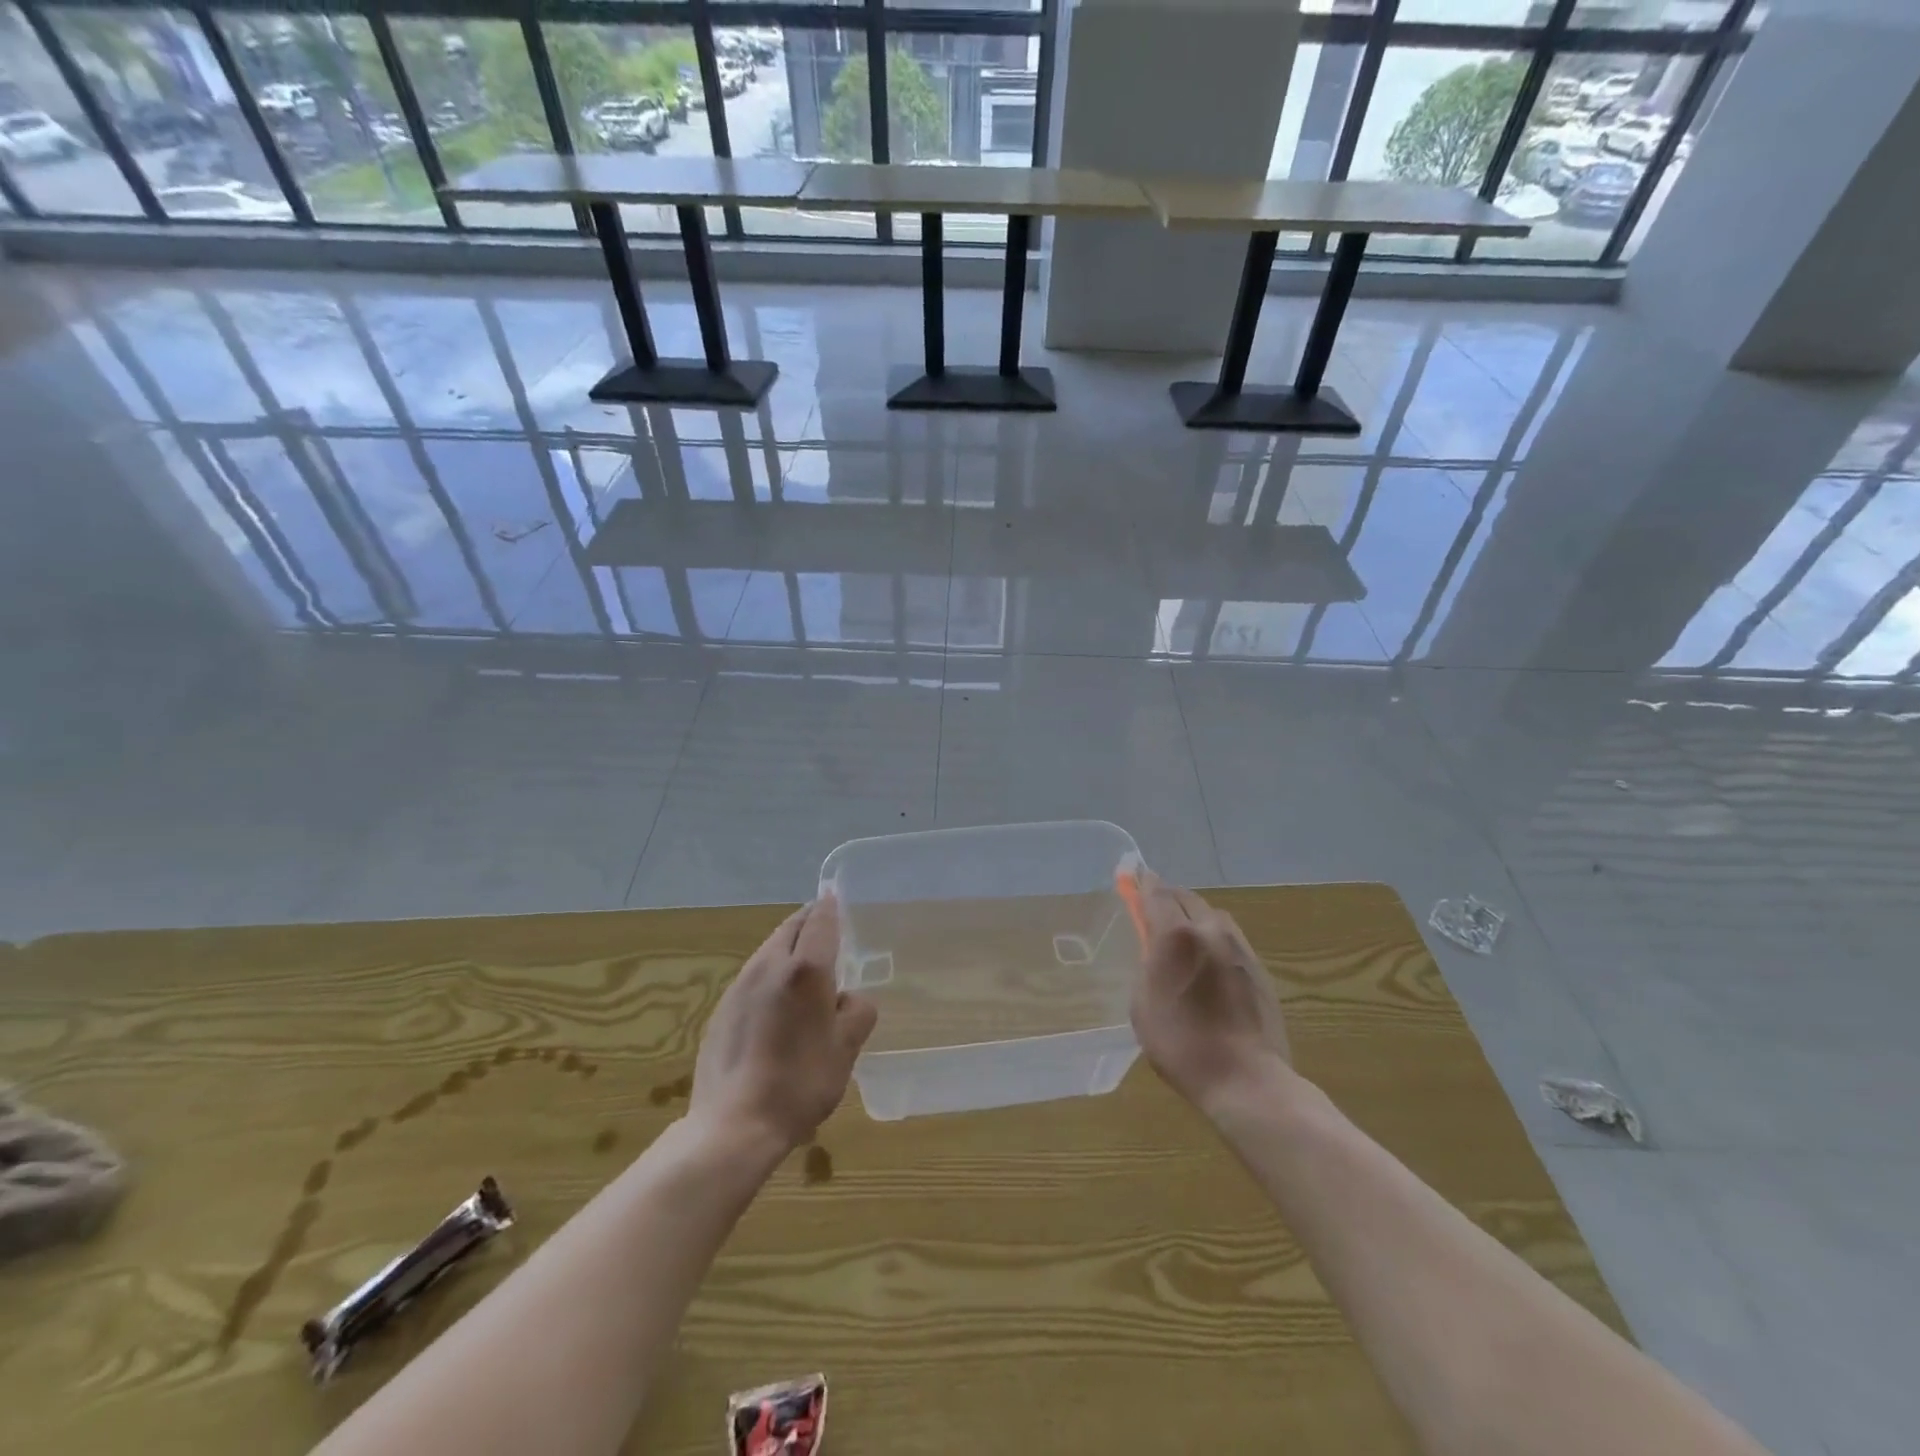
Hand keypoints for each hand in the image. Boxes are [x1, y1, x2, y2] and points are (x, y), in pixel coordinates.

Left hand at [689, 895, 877, 1151]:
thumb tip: (849, 999)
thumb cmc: (800, 1083)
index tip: (836, 897)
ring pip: (769, 949)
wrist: (733, 1125)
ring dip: (788, 947)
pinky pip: (753, 975)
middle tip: (826, 928)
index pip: (820, 920)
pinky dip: (771, 973)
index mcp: (805, 969)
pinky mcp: (722, 1008)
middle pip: (790, 928)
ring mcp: (740, 986)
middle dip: (808, 921)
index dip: (830, 906)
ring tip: (805, 965)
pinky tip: (778, 1002)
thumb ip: (857, 1012)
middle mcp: (769, 966)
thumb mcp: (846, 1050)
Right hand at [1129, 873, 1292, 1115]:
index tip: (1132, 873)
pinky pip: (1229, 936)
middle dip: (1167, 897)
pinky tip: (1208, 959)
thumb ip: (1147, 964)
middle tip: (1152, 906)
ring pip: (1211, 915)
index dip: (1142, 881)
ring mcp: (1239, 947)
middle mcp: (1210, 930)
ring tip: (1182, 934)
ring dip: (1193, 915)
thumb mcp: (1143, 1005)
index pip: (1156, 892)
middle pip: (1185, 897)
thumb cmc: (1181, 1046)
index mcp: (1176, 936)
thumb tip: (1153, 947)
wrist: (1246, 1079)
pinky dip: (1213, 936)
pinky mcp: (1259, 966)